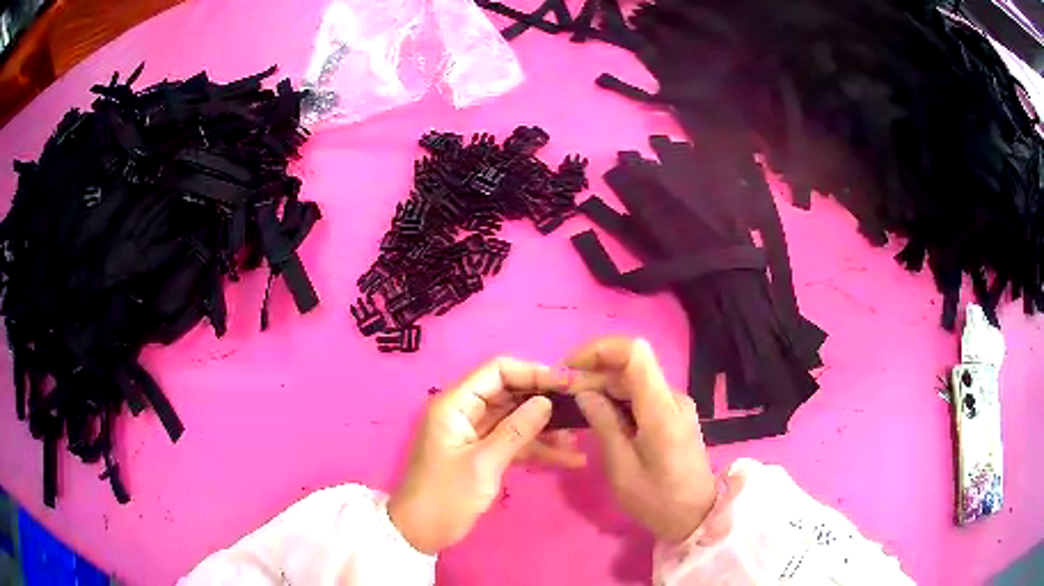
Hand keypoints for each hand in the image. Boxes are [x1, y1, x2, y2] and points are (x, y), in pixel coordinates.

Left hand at [388, 358, 585, 554]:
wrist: (420, 532)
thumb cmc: (445, 496)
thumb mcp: (483, 464)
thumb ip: (516, 430)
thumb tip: (547, 401)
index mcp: (455, 404)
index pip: (497, 371)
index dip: (533, 372)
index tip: (567, 383)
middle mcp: (465, 411)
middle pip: (510, 393)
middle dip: (545, 401)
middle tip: (581, 409)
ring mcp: (475, 433)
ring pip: (516, 419)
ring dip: (546, 429)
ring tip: (578, 441)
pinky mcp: (483, 453)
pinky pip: (514, 442)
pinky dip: (537, 449)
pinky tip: (568, 460)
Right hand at [569, 337, 715, 543]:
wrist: (697, 515)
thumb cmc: (657, 500)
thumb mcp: (622, 470)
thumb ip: (605, 425)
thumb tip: (584, 392)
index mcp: (662, 410)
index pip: (635, 353)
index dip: (599, 349)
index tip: (569, 367)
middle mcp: (673, 398)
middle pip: (631, 365)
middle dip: (594, 371)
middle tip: (564, 393)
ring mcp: (676, 405)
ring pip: (635, 378)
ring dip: (604, 384)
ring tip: (576, 404)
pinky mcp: (674, 414)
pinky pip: (642, 394)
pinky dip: (617, 396)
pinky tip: (599, 414)